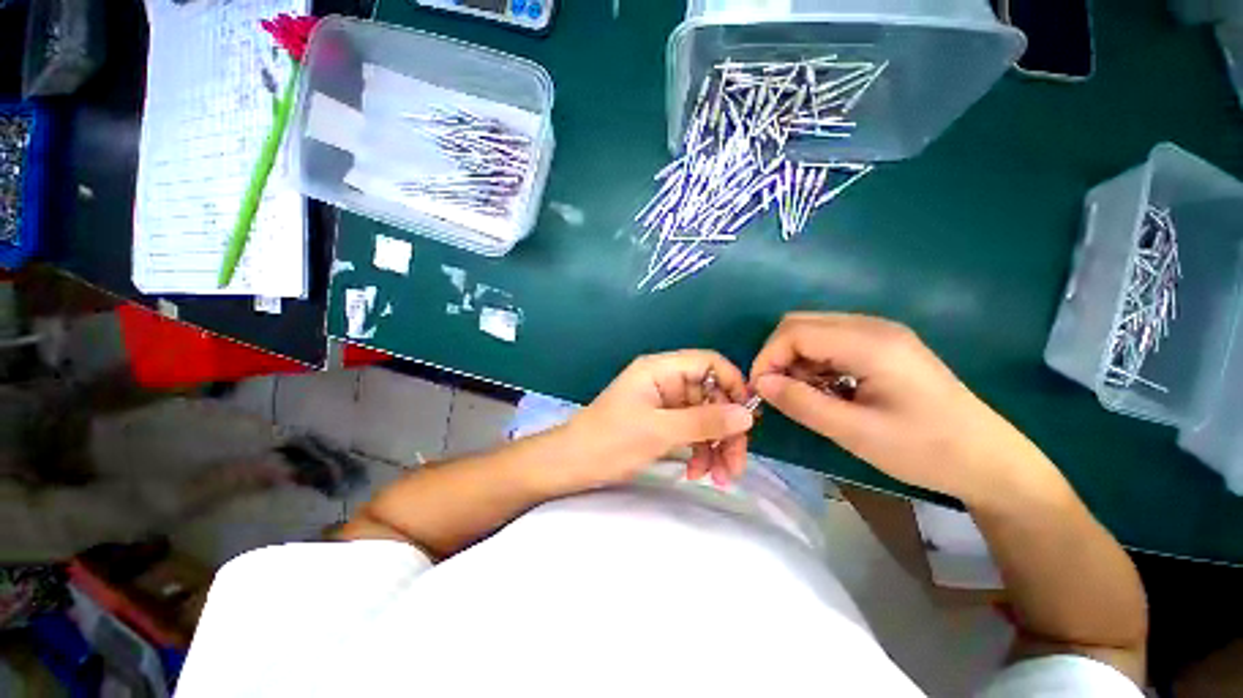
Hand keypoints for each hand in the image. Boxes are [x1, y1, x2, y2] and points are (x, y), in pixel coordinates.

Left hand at [564, 351, 755, 488]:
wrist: (571, 464)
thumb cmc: (610, 441)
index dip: (733, 384)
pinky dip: (699, 451)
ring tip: (719, 478)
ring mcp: (664, 403)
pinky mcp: (662, 423)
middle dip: (726, 430)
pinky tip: (697, 473)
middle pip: (711, 395)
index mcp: (661, 369)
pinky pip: (691, 431)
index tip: (748, 418)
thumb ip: (704, 421)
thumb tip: (748, 415)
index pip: (709, 363)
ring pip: (704, 417)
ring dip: (715, 446)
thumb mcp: (659, 431)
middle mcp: (665, 381)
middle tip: (735, 466)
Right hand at [750, 313, 1047, 503]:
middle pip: (801, 324)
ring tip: (800, 394)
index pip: (795, 332)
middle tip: (776, 391)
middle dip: (777, 355)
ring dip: (795, 359)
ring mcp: (880, 333)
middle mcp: (872, 326)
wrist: (988, 460)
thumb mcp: (855, 432)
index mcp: (869, 343)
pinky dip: (814, 361)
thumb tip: (760, 384)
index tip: (760, 390)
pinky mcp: (884, 345)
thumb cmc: (924, 450)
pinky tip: (823, 388)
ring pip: (814, 331)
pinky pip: (831, 341)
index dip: (767, 358)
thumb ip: (801, 403)